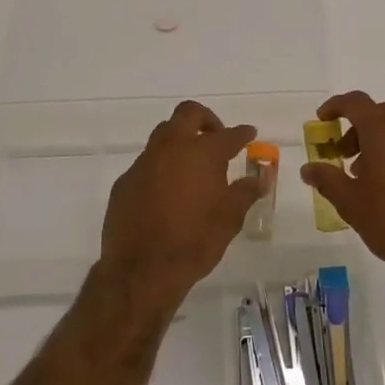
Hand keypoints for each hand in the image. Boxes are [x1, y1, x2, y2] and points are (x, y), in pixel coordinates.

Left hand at [98, 101, 264, 312]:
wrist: (142, 271)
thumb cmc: (194, 242)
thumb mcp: (229, 220)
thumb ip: (245, 193)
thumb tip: (259, 178)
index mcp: (202, 153)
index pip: (228, 135)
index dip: (242, 133)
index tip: (249, 133)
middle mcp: (172, 148)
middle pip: (188, 114)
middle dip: (206, 119)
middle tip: (216, 136)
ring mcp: (144, 162)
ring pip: (163, 134)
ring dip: (180, 140)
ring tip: (192, 163)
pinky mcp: (125, 181)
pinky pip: (147, 163)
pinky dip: (161, 167)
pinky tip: (167, 191)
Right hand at [299, 91, 384, 294]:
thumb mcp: (350, 202)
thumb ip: (327, 179)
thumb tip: (308, 168)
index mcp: (384, 130)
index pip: (355, 102)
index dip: (336, 106)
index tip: (322, 119)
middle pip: (379, 114)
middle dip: (357, 128)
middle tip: (343, 154)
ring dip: (379, 142)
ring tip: (367, 174)